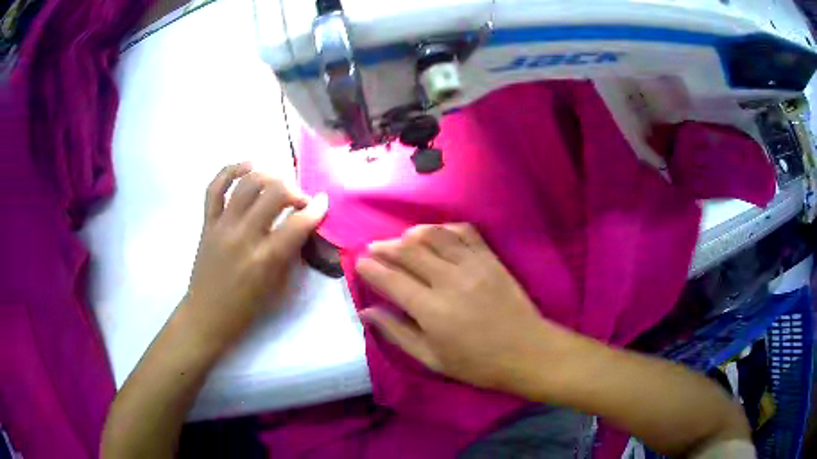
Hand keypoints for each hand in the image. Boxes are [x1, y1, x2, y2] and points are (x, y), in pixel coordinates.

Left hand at [181, 163, 327, 351]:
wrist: (207, 314)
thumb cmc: (246, 309)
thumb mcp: (277, 289)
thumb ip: (290, 255)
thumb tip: (302, 227)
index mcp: (265, 259)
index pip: (297, 223)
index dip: (316, 209)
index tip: (323, 203)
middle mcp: (243, 236)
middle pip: (274, 192)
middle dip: (294, 190)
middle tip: (299, 200)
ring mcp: (222, 226)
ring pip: (247, 183)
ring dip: (269, 175)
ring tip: (278, 181)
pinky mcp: (207, 222)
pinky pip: (215, 187)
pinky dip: (231, 170)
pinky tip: (247, 165)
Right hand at [356, 223, 572, 394]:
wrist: (526, 351)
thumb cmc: (476, 363)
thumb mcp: (431, 358)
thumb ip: (397, 333)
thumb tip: (367, 312)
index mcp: (431, 310)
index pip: (391, 279)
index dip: (370, 268)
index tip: (359, 263)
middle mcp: (448, 280)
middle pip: (408, 251)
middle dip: (385, 247)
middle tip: (374, 248)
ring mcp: (472, 265)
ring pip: (434, 236)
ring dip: (412, 233)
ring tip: (401, 239)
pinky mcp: (490, 258)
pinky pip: (464, 232)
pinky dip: (445, 228)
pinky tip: (436, 233)